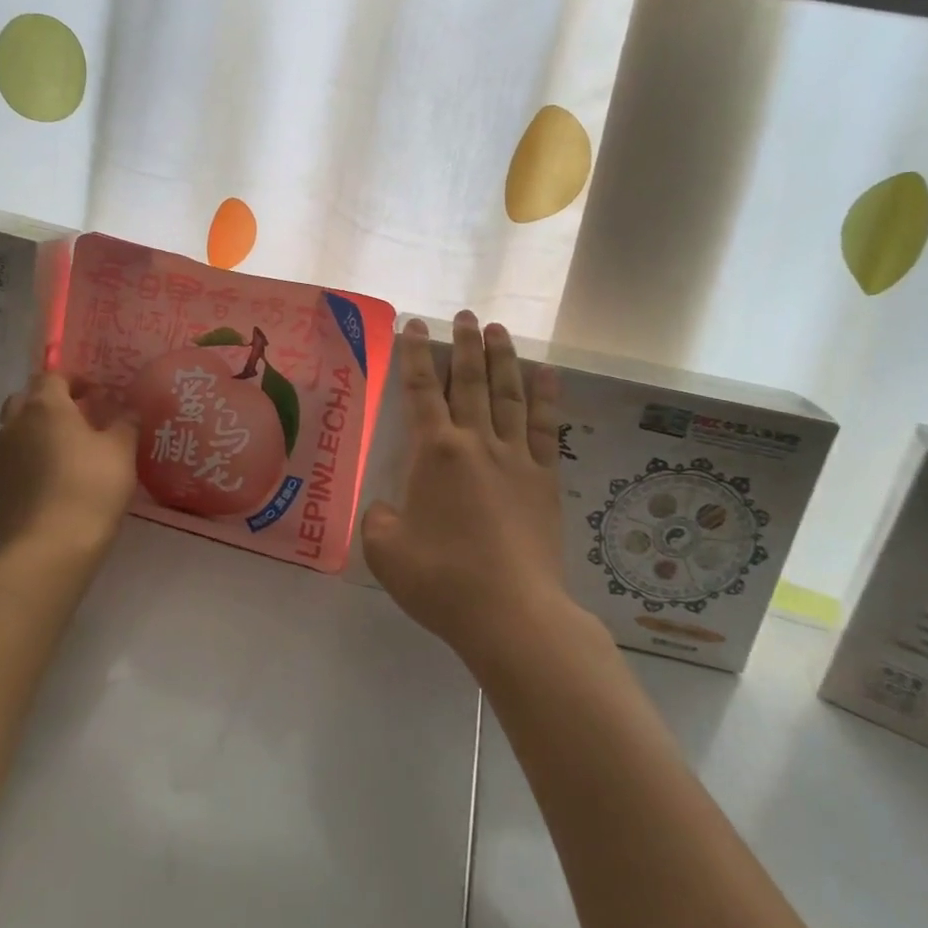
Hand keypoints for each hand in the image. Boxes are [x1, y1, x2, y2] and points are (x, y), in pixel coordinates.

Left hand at [0, 372, 137, 559]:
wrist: (50, 547)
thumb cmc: (91, 486)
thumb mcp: (121, 450)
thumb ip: (125, 422)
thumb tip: (126, 409)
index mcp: (45, 406)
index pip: (52, 376)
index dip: (76, 380)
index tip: (99, 395)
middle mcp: (16, 424)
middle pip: (26, 399)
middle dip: (51, 401)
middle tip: (80, 416)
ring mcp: (2, 457)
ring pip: (18, 429)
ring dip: (40, 430)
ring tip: (70, 448)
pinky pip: (15, 458)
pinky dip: (33, 457)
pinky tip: (56, 477)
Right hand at [359, 313, 579, 665]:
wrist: (511, 613)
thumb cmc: (442, 580)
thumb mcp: (386, 552)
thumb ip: (380, 520)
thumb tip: (389, 509)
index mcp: (435, 453)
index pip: (422, 391)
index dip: (415, 355)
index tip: (414, 325)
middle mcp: (476, 443)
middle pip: (471, 381)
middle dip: (465, 344)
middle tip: (466, 314)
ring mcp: (516, 458)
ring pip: (508, 394)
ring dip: (503, 358)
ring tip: (499, 329)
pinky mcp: (544, 479)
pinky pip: (544, 428)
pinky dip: (545, 398)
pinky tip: (547, 375)